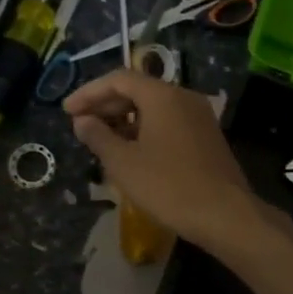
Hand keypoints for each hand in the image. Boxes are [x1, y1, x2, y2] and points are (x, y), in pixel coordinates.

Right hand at [64, 69, 259, 249]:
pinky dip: (145, 129)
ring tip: (100, 139)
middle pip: (138, 90)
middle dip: (106, 105)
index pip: (119, 79)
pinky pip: (169, 122)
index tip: (67, 111)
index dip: (89, 92)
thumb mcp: (124, 163)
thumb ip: (99, 136)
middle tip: (80, 124)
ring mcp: (199, 116)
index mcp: (163, 96)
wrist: (225, 214)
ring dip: (125, 118)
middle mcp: (183, 97)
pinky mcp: (207, 136)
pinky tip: (131, 151)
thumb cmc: (169, 186)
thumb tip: (82, 120)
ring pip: (154, 107)